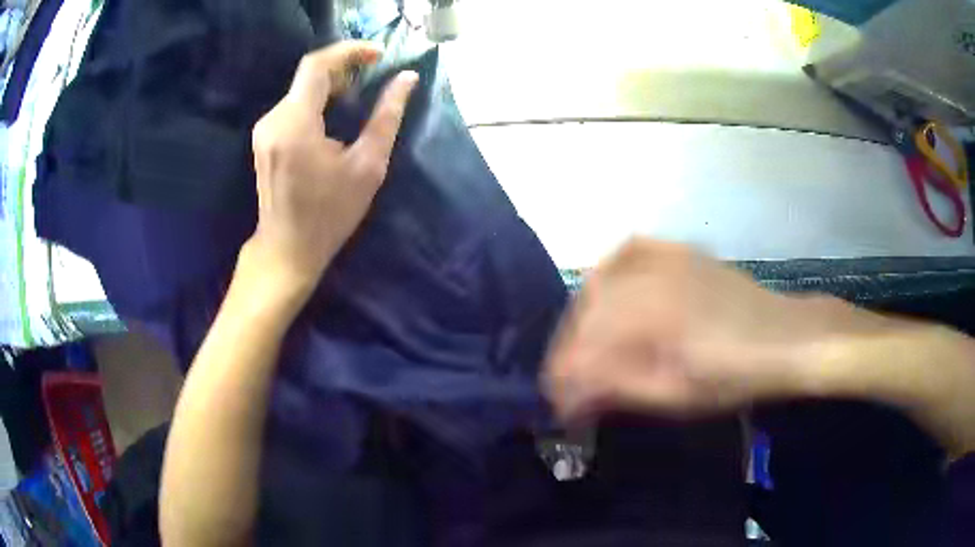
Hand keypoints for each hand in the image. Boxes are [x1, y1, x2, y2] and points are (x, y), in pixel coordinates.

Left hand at [245, 41, 418, 297]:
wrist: (287, 250)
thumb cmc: (330, 214)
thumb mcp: (367, 167)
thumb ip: (387, 117)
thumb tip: (407, 79)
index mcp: (296, 124)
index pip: (317, 66)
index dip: (349, 51)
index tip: (379, 54)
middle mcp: (273, 120)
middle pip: (308, 76)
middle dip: (343, 68)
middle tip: (373, 77)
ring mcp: (264, 129)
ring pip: (301, 90)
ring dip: (331, 86)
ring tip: (358, 98)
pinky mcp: (264, 138)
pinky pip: (293, 105)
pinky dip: (317, 101)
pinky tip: (334, 117)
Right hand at [543, 238, 884, 419]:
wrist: (784, 337)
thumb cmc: (736, 375)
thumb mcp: (676, 395)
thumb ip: (619, 387)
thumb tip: (571, 393)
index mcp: (648, 317)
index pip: (584, 349)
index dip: (566, 382)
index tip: (562, 408)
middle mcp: (648, 277)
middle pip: (585, 316)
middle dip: (571, 355)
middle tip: (573, 387)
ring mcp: (664, 257)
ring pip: (599, 283)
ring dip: (584, 319)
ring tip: (587, 349)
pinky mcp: (678, 252)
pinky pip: (626, 253)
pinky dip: (608, 273)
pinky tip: (608, 290)